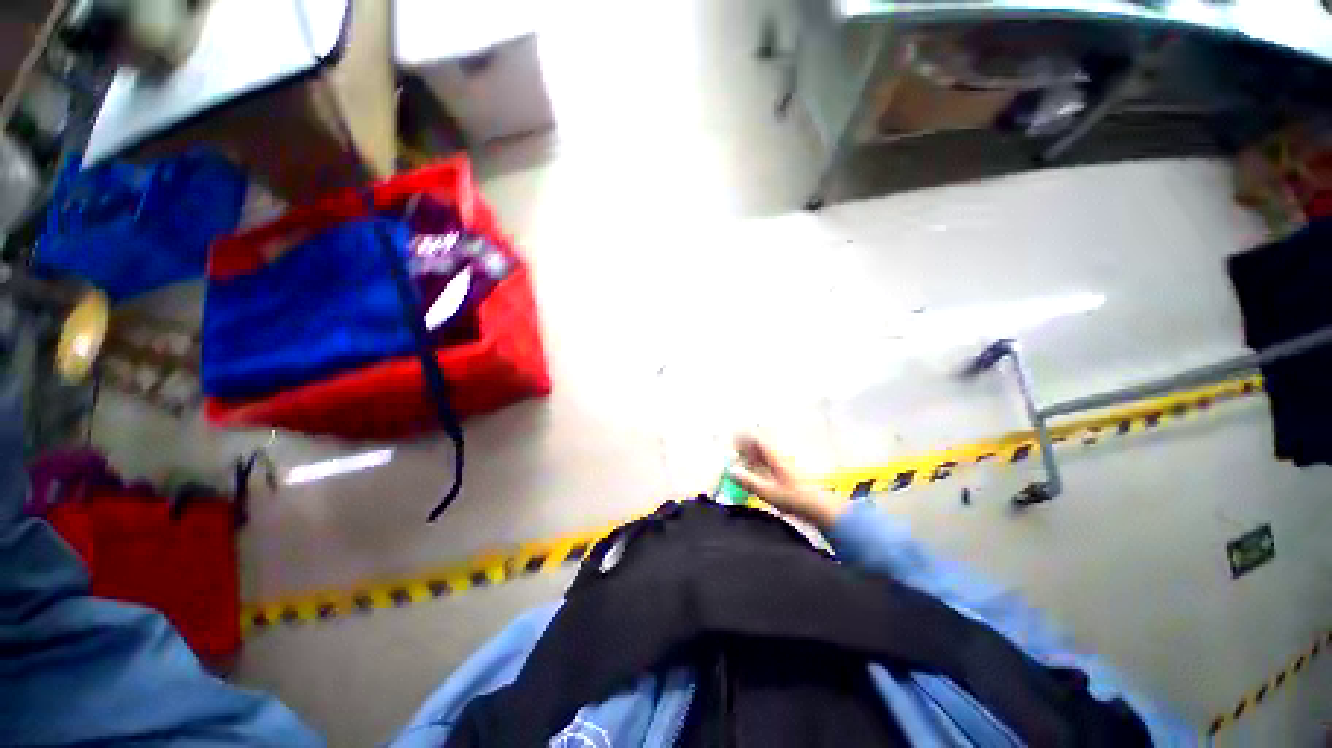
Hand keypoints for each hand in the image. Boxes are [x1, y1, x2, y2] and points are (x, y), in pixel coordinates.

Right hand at [728, 435, 848, 529]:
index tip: (732, 442)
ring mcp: (784, 464)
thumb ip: (748, 481)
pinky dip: (758, 465)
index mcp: (774, 457)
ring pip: (764, 454)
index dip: (744, 437)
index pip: (757, 438)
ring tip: (740, 466)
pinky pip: (769, 463)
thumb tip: (731, 471)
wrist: (820, 508)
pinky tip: (753, 476)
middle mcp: (779, 457)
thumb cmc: (794, 499)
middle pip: (760, 445)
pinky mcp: (786, 473)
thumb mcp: (768, 492)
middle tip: (733, 456)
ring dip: (751, 457)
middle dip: (745, 448)